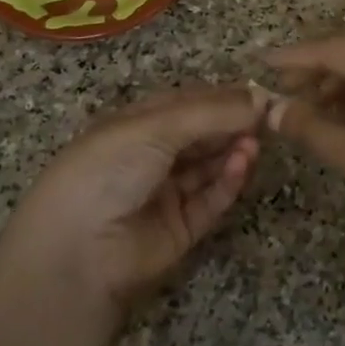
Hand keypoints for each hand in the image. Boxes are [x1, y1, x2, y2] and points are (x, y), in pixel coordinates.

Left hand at [2, 86, 264, 312]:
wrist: (77, 252)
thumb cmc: (109, 169)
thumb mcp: (157, 127)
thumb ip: (212, 112)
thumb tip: (261, 97)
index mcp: (137, 124)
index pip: (188, 103)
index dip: (221, 97)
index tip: (257, 93)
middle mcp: (152, 155)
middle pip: (203, 134)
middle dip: (232, 124)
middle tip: (267, 117)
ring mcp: (167, 193)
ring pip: (210, 166)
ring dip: (233, 150)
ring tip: (256, 141)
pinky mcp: (182, 228)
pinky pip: (211, 200)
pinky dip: (229, 181)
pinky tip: (243, 163)